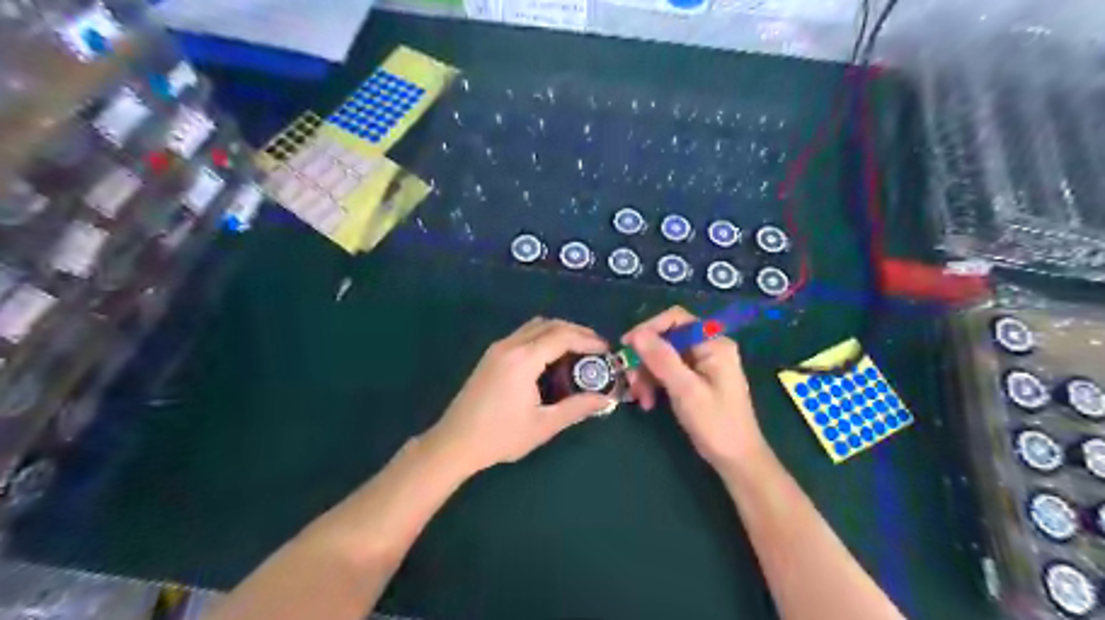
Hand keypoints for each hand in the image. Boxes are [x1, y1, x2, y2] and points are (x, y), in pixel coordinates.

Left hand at [423, 319, 616, 475]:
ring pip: (535, 326)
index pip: (562, 336)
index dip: (588, 340)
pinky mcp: (491, 355)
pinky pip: (523, 334)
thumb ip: (577, 408)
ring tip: (578, 351)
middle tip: (597, 348)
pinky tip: (552, 358)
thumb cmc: (500, 436)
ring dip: (559, 332)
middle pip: (550, 324)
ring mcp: (498, 348)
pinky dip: (543, 337)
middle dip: (577, 332)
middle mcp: (510, 345)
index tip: (607, 350)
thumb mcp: (543, 425)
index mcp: (524, 359)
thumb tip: (606, 399)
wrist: (454, 442)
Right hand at [621, 307, 769, 471]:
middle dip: (645, 359)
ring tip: (641, 400)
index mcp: (713, 344)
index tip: (627, 347)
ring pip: (663, 356)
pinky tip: (649, 403)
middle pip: (666, 339)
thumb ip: (662, 359)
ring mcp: (702, 364)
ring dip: (647, 375)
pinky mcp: (695, 379)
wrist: (737, 460)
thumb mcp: (686, 391)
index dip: (649, 328)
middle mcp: (708, 347)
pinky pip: (668, 371)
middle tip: (630, 381)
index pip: (676, 319)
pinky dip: (655, 384)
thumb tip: (636, 334)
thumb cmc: (716, 424)